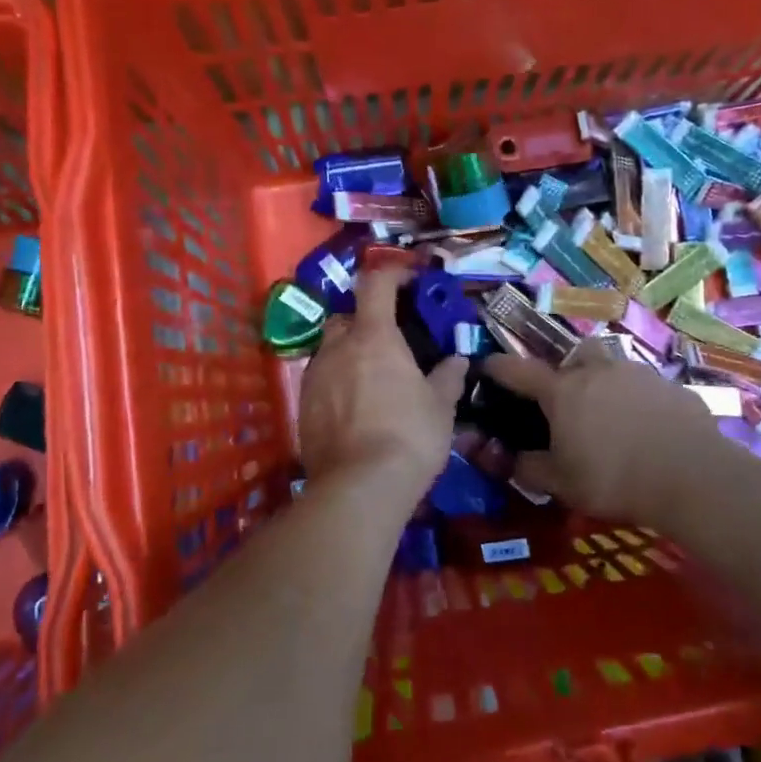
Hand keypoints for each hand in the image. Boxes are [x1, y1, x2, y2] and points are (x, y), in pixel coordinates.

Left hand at [297, 267, 467, 494]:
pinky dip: (337, 383)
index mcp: (373, 336)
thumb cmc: (409, 436)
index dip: (393, 274)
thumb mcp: (441, 407)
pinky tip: (354, 409)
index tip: (410, 281)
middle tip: (389, 341)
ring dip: (349, 354)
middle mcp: (337, 347)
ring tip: (372, 380)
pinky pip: (321, 381)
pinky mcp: (302, 406)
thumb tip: (458, 360)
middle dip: (366, 321)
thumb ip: (448, 377)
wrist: (359, 487)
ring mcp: (315, 376)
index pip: (376, 283)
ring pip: (330, 350)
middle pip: (347, 317)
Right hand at [484, 341, 712, 523]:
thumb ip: (529, 469)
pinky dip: (639, 401)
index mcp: (562, 390)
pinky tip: (647, 429)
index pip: (518, 370)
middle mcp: (597, 371)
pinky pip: (645, 387)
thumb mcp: (561, 484)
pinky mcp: (671, 387)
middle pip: (573, 356)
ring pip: (612, 367)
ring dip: (605, 383)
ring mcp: (637, 374)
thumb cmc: (614, 478)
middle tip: (567, 399)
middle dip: (565, 370)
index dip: (498, 368)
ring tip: (610, 415)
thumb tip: (510, 459)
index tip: (486, 366)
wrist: (692, 476)